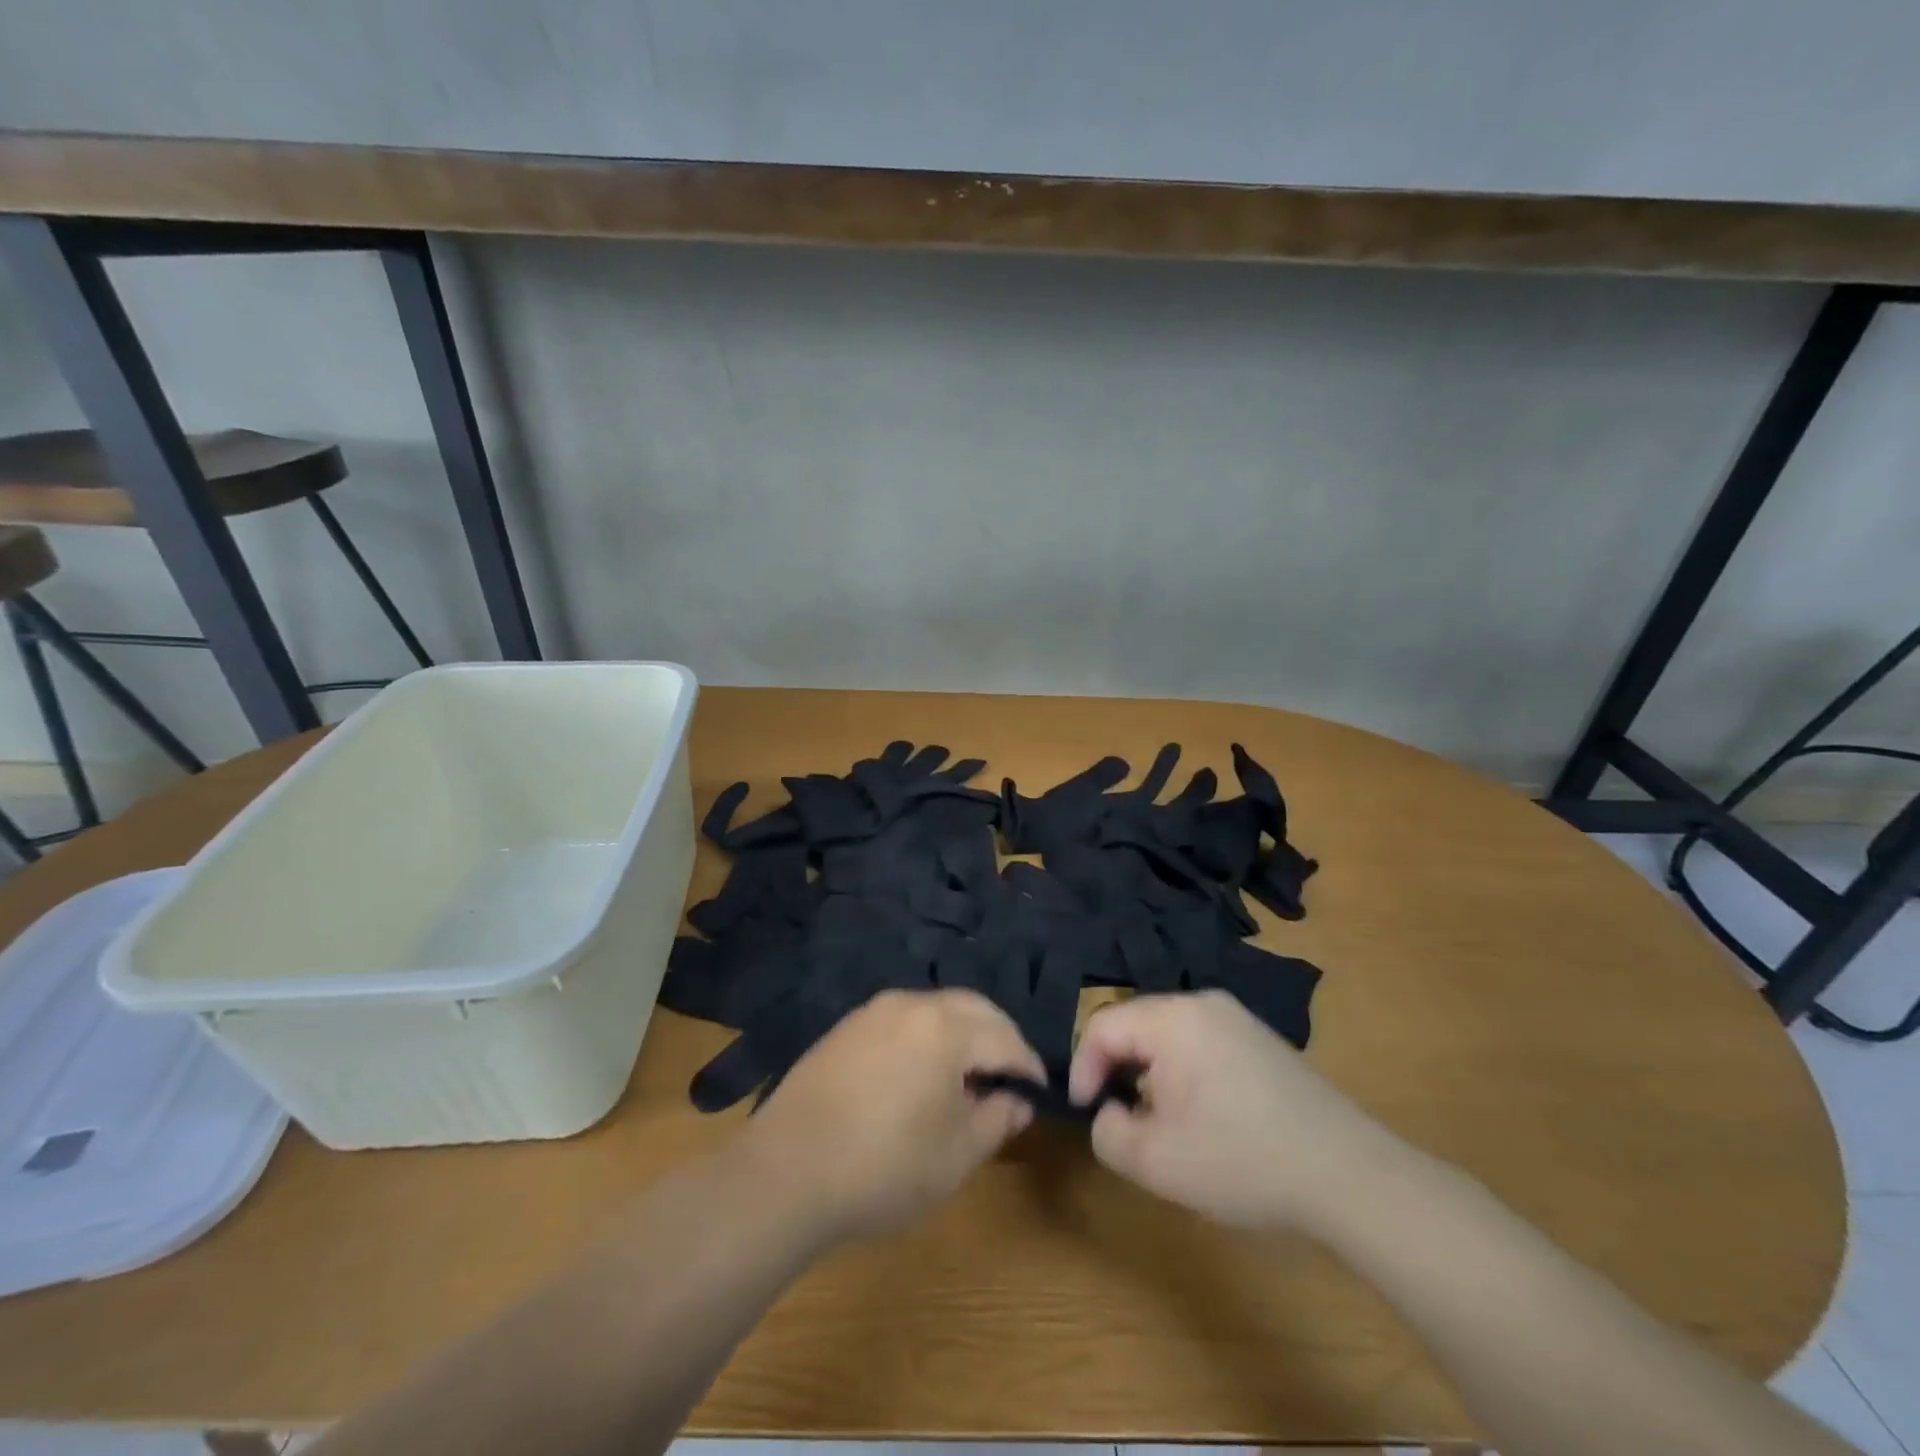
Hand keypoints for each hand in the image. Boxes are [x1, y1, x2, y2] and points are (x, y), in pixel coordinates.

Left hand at [742, 989, 1044, 1243]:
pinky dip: (928, 1036)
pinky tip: (922, 1073)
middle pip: (973, 1008)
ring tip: (969, 1076)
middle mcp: (911, 1005)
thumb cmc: (883, 1168)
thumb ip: (997, 1119)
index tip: (1038, 1092)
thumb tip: (1017, 1100)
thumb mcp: (956, 1155)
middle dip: (999, 1037)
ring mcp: (874, 1012)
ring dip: (963, 1033)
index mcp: (945, 1028)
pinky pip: (904, 1019)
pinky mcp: (847, 1027)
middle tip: (1009, 1077)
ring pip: (937, 1008)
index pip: (1005, 1038)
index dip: (1027, 1066)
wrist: (785, 1174)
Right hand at [1069, 990, 1405, 1231]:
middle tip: (1119, 1117)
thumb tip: (1109, 1111)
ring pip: (1166, 1034)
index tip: (1086, 1112)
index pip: (1103, 1025)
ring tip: (1157, 1120)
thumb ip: (1108, 1132)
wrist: (1350, 1175)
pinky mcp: (1258, 1038)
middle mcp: (1202, 1003)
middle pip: (1135, 1024)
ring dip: (1149, 1072)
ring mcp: (1236, 1017)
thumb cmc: (1244, 1162)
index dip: (1083, 1067)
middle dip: (1116, 1069)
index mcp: (1173, 1018)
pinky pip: (1199, 1042)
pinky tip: (1202, 1115)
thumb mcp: (1157, 1162)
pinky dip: (1182, 1071)